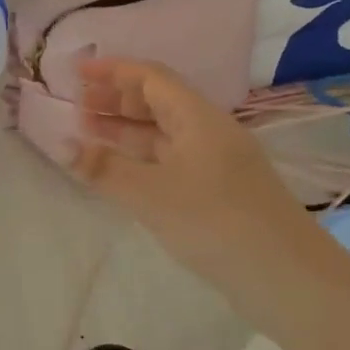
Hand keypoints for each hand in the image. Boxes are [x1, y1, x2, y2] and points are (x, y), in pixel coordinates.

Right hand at [68, 58, 313, 299]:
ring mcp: (215, 162)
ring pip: (163, 133)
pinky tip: (120, 170)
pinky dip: (141, 157)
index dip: (112, 71)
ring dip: (125, 129)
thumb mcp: (151, 194)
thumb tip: (62, 144)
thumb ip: (104, 167)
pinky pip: (170, 159)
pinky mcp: (217, 191)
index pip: (151, 77)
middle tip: (75, 106)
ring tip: (87, 133)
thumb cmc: (215, 223)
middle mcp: (208, 131)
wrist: (287, 278)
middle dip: (115, 99)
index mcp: (198, 118)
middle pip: (158, 101)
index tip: (76, 73)